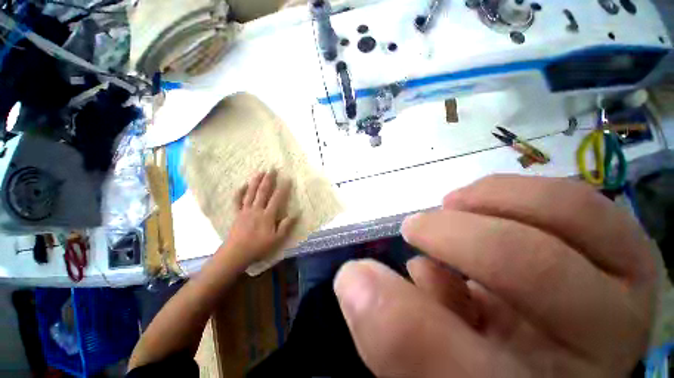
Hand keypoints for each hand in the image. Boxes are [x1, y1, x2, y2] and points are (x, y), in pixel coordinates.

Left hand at [223, 170, 295, 265]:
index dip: (283, 188)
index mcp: (267, 215)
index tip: (288, 179)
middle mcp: (257, 209)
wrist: (235, 253)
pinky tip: (243, 185)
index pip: (277, 198)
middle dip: (268, 179)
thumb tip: (296, 214)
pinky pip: (237, 201)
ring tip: (260, 172)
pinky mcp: (237, 214)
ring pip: (251, 193)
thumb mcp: (276, 239)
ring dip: (255, 181)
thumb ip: (286, 226)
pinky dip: (239, 192)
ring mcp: (245, 210)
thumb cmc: (258, 247)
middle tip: (272, 169)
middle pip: (263, 191)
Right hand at [334, 175, 656, 376]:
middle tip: (413, 227)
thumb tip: (355, 280)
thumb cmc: (496, 364)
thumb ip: (399, 336)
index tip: (353, 279)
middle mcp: (601, 348)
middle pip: (529, 268)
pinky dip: (518, 192)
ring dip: (493, 199)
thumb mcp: (445, 368)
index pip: (461, 375)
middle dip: (450, 236)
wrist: (556, 352)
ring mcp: (629, 291)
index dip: (398, 328)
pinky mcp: (629, 253)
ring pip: (573, 212)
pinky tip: (483, 205)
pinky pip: (581, 200)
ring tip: (452, 205)